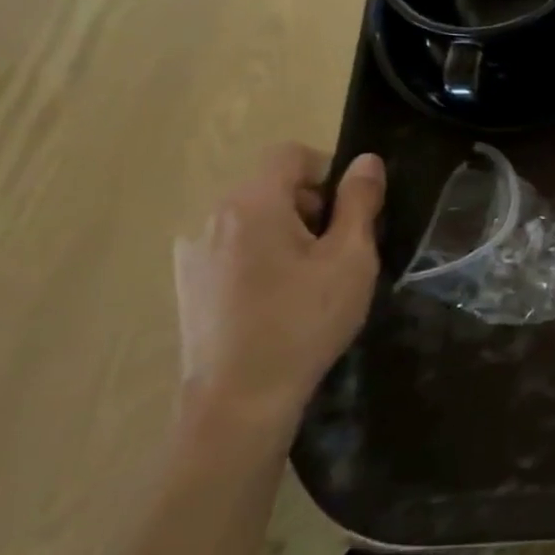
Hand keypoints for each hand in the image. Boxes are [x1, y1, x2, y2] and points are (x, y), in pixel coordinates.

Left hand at [173, 144, 385, 439]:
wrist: (240, 400)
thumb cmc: (305, 321)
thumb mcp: (350, 258)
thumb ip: (360, 202)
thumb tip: (367, 162)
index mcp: (251, 204)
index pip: (291, 154)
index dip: (329, 171)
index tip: (350, 213)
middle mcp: (212, 217)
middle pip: (271, 185)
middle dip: (311, 205)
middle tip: (338, 252)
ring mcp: (192, 252)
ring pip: (253, 218)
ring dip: (287, 232)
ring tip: (309, 280)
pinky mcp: (187, 282)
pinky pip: (233, 247)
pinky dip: (261, 256)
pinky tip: (276, 299)